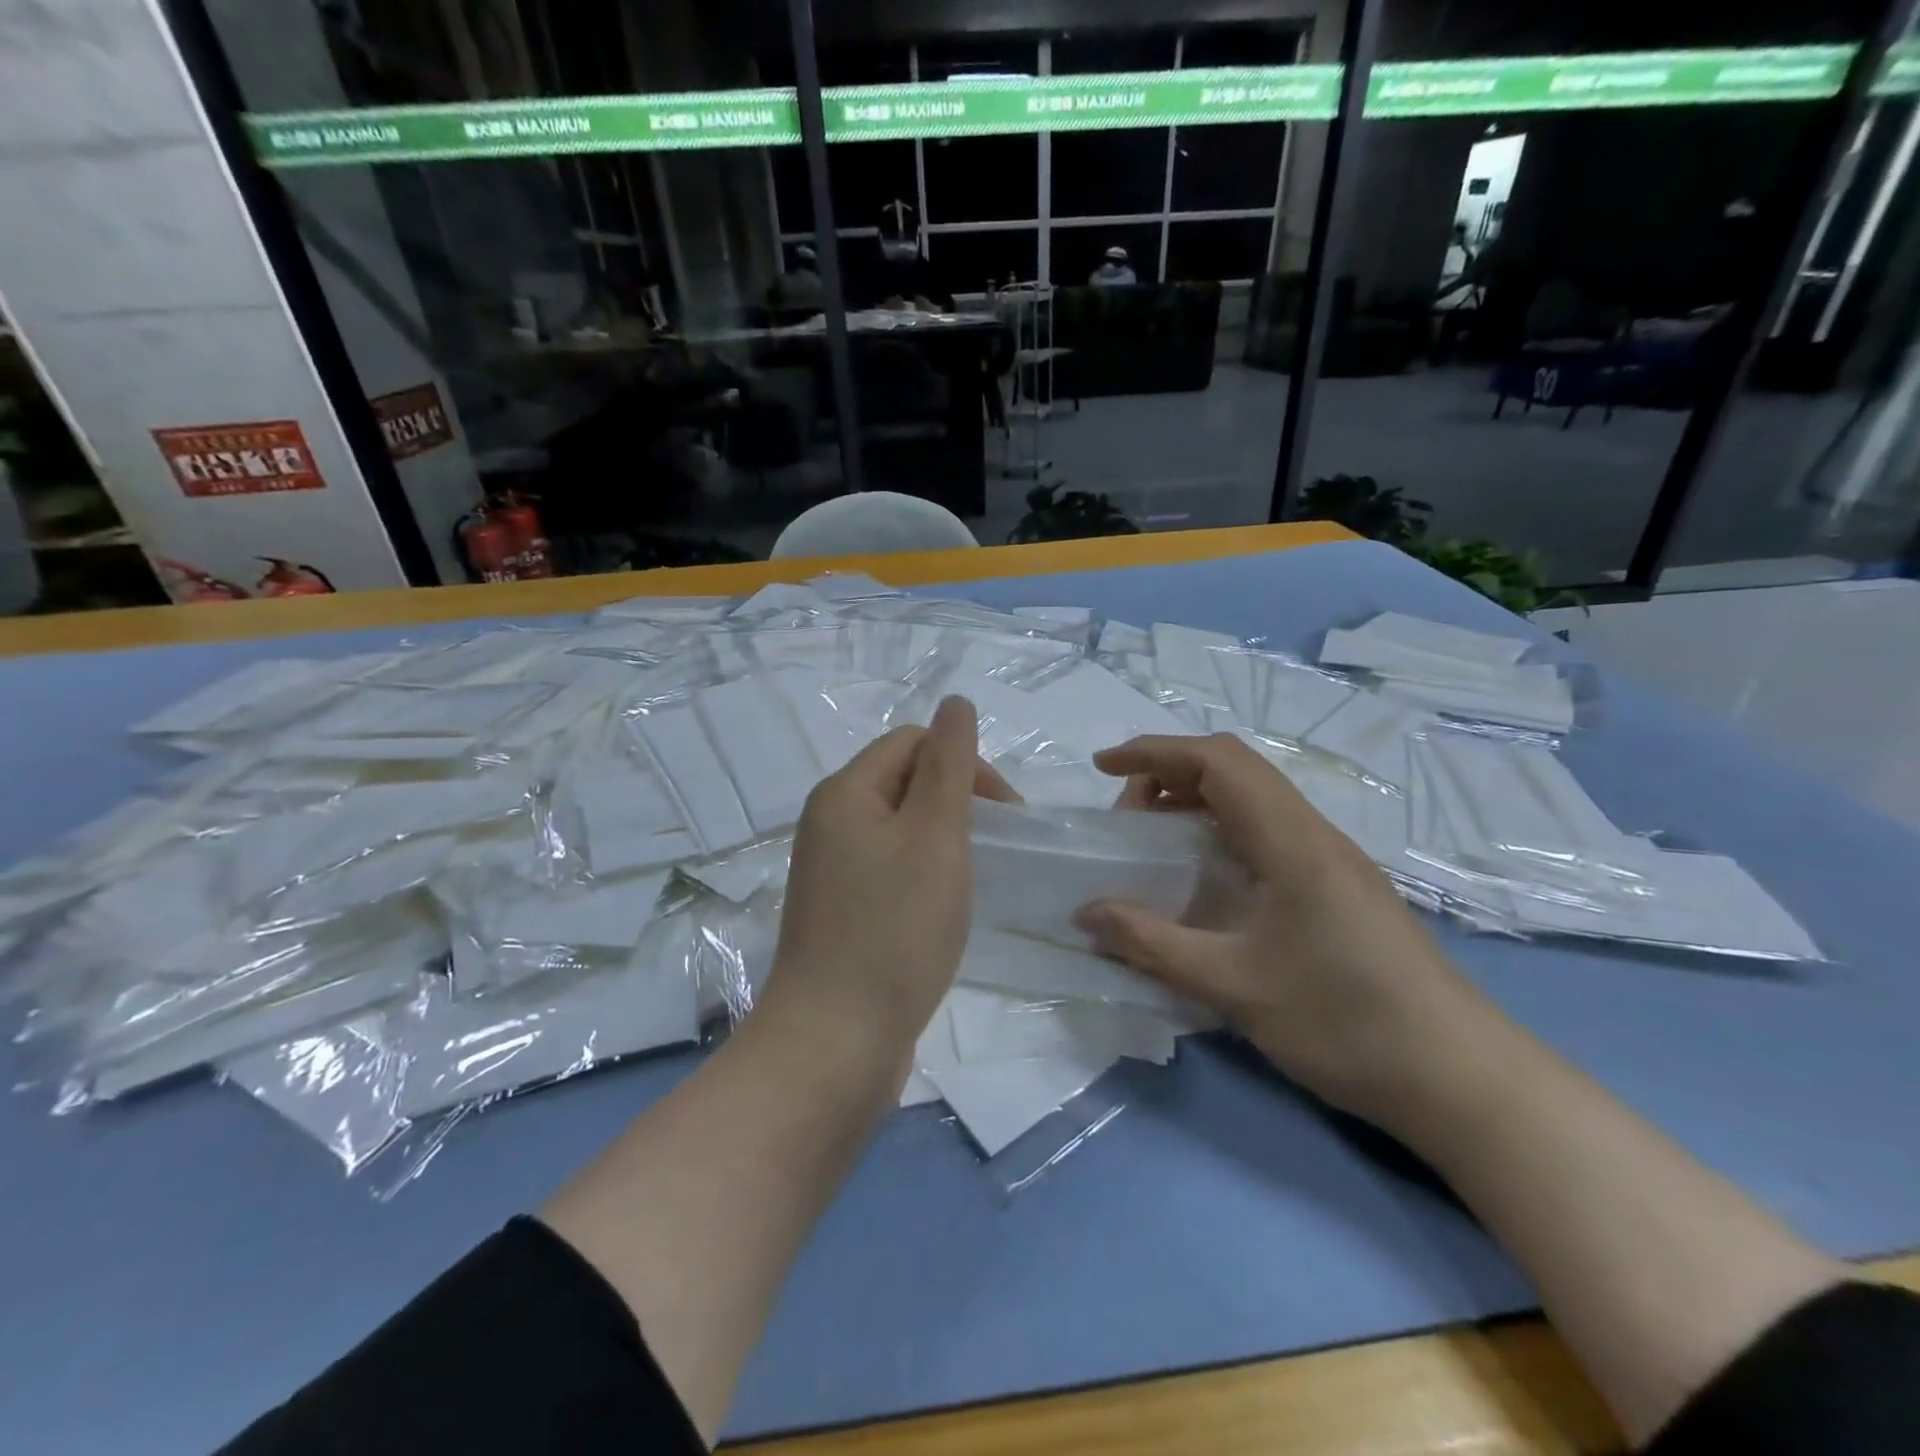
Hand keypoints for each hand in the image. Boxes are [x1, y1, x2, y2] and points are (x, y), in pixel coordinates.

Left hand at [762, 696, 1015, 1065]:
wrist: (835, 1042)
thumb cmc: (894, 930)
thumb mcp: (934, 836)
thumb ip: (949, 765)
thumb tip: (955, 702)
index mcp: (844, 793)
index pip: (913, 743)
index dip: (964, 764)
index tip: (1004, 815)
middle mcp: (828, 822)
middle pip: (904, 782)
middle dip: (956, 802)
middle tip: (992, 848)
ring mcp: (830, 870)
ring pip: (900, 829)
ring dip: (943, 841)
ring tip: (970, 880)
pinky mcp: (840, 911)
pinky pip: (889, 869)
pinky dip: (923, 875)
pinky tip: (941, 910)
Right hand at [1074, 733, 1492, 1122]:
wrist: (1462, 1080)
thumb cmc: (1346, 1024)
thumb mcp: (1234, 987)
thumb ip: (1152, 944)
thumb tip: (1085, 914)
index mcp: (1293, 841)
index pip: (1218, 761)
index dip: (1154, 752)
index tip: (1102, 768)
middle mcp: (1314, 834)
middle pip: (1235, 768)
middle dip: (1168, 774)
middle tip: (1126, 818)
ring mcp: (1332, 859)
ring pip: (1253, 799)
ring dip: (1196, 801)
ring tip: (1155, 841)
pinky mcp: (1339, 886)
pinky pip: (1268, 831)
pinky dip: (1221, 830)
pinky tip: (1205, 876)